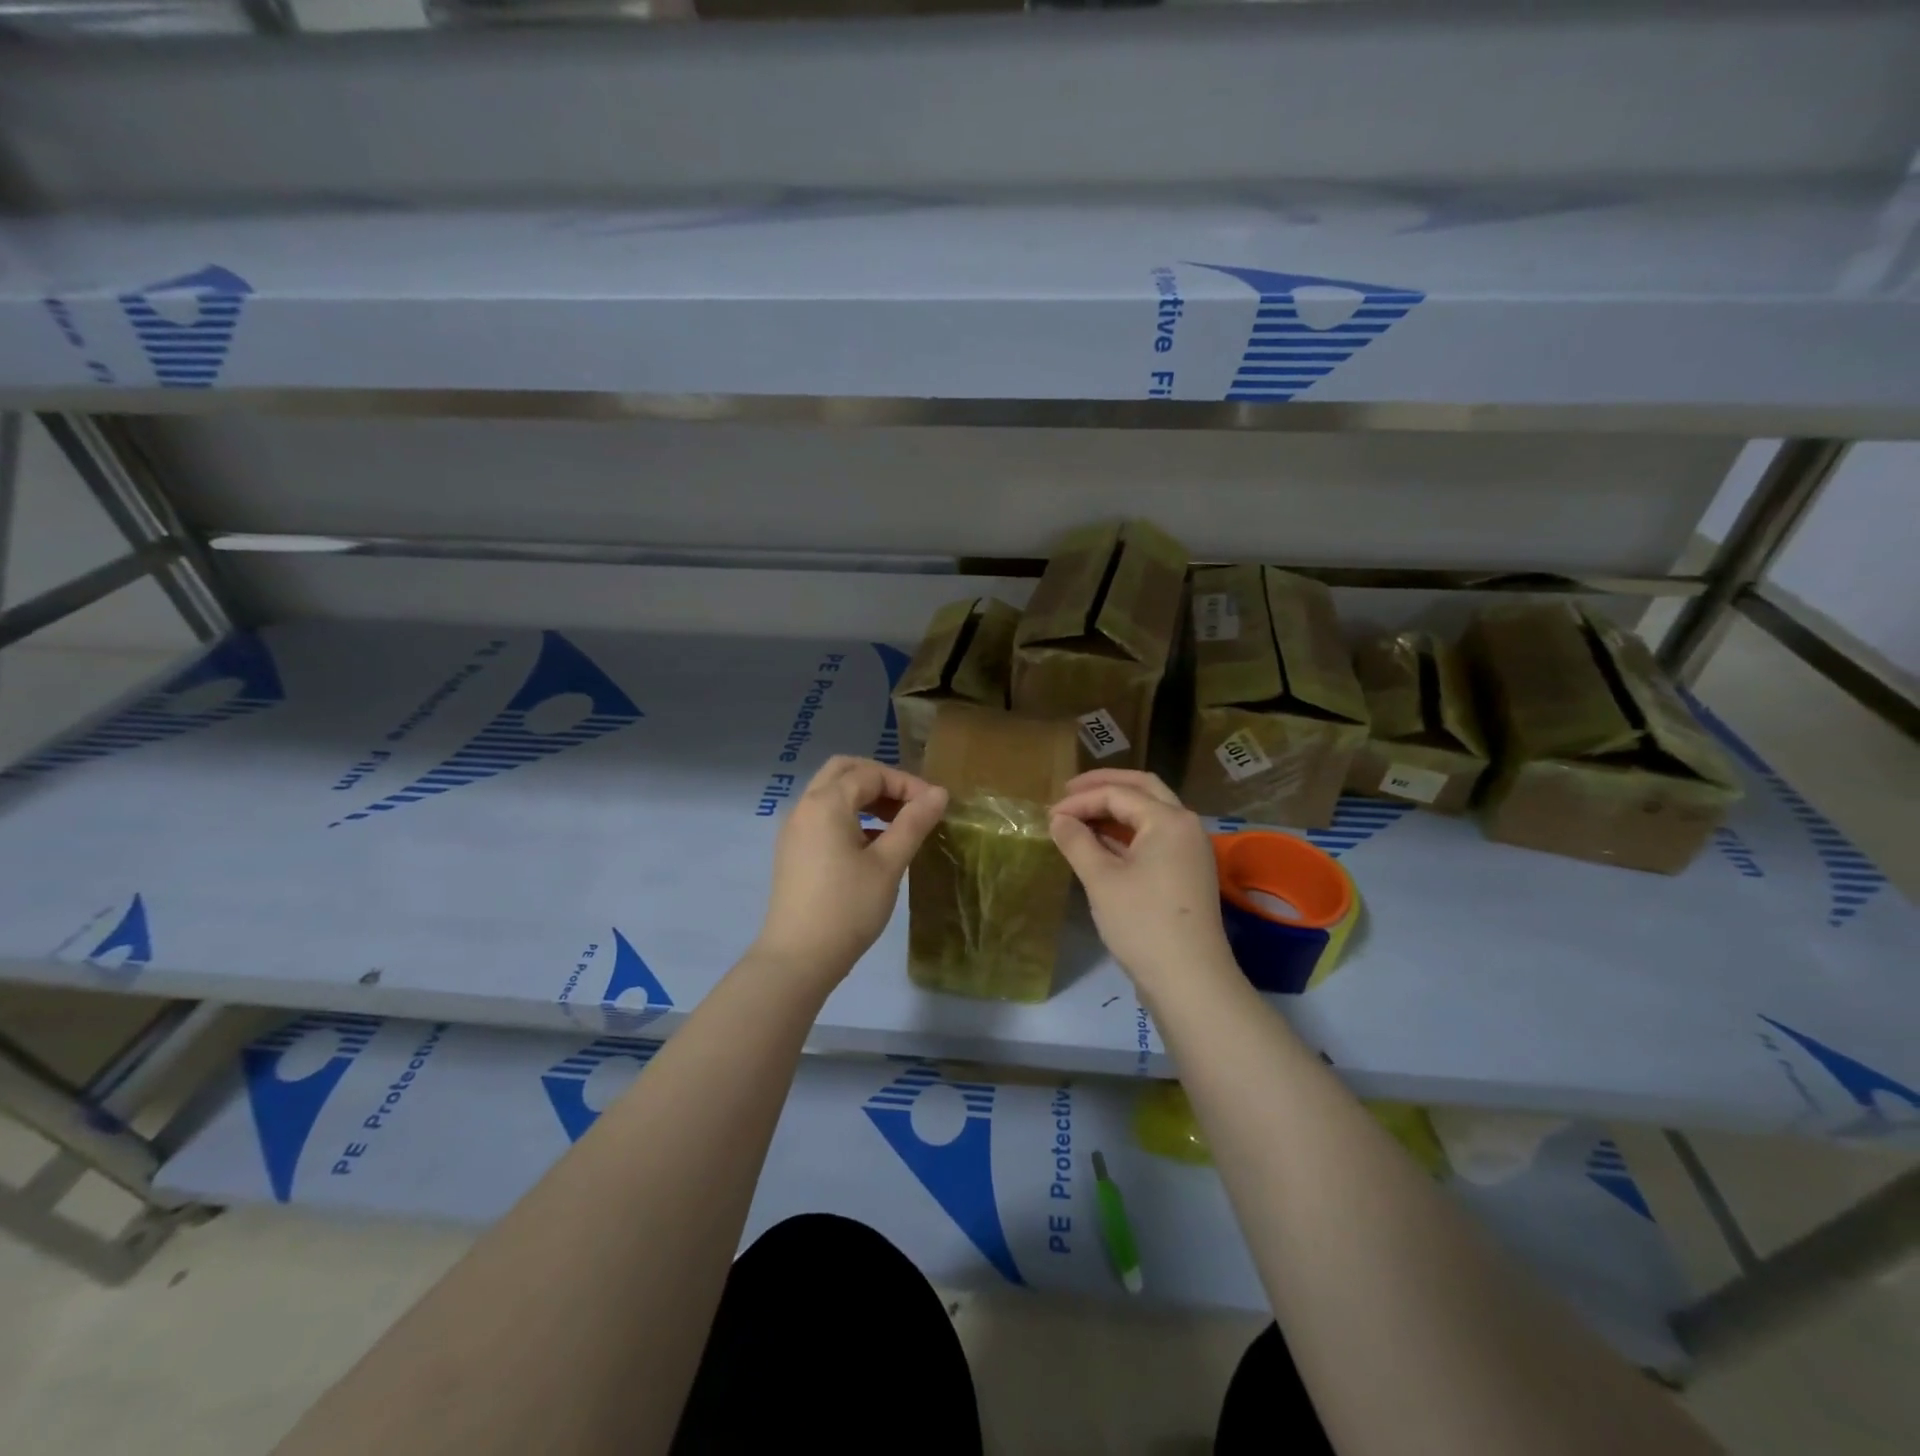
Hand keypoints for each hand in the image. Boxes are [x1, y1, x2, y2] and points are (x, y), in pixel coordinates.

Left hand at [752, 756, 947, 987]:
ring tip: (898, 823)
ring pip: (831, 793)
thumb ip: (913, 823)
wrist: (797, 958)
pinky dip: (849, 815)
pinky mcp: (793, 850)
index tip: (934, 806)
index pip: (871, 774)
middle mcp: (805, 806)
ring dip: (864, 797)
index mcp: (826, 803)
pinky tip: (873, 843)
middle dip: (880, 780)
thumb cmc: (848, 908)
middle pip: (844, 771)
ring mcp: (794, 829)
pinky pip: (823, 815)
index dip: (906, 784)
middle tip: (910, 803)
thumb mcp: (888, 864)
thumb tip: (939, 793)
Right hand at [1049, 769, 1236, 999]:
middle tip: (1068, 792)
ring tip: (1079, 816)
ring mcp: (1189, 850)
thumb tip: (1058, 819)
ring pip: (1150, 813)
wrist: (1189, 980)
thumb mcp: (1101, 879)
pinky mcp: (1186, 872)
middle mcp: (1185, 826)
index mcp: (1168, 819)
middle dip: (1104, 787)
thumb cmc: (1142, 923)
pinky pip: (1154, 837)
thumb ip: (1077, 841)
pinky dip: (1126, 833)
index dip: (1079, 800)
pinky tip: (1100, 844)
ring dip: (1115, 809)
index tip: (1048, 816)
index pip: (1118, 794)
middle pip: (1142, 789)